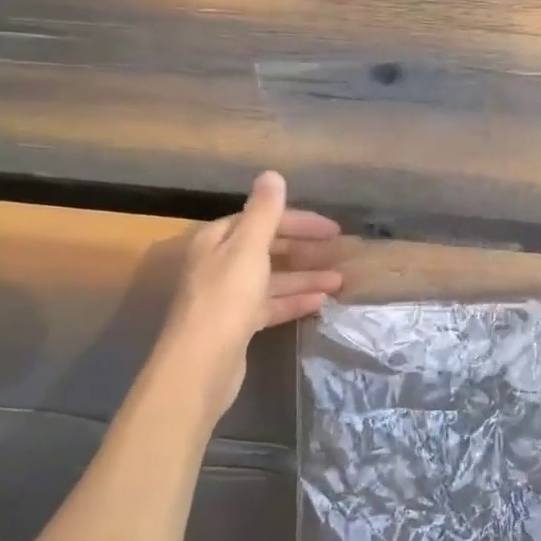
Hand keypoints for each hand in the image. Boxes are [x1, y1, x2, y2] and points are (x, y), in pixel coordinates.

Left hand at [152, 171, 343, 421]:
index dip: (298, 221)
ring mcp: (228, 296)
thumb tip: (272, 175)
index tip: (333, 230)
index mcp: (218, 241)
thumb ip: (264, 213)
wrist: (201, 365)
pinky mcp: (237, 325)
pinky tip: (320, 303)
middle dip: (304, 250)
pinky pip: (270, 305)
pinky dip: (293, 301)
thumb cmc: (226, 300)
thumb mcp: (249, 249)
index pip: (262, 219)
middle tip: (339, 252)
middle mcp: (220, 264)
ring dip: (304, 277)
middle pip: (267, 248)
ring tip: (339, 281)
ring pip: (272, 279)